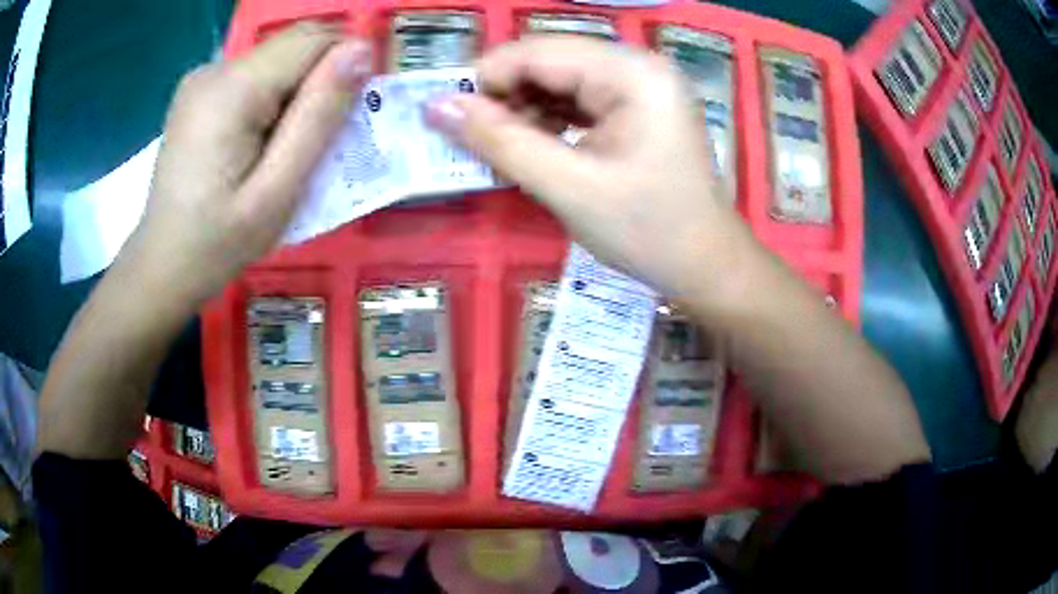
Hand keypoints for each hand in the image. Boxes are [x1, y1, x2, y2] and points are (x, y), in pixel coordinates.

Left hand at [122, 23, 370, 305]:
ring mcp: (203, 78)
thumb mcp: (277, 191)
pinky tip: (261, 141)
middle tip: (319, 141)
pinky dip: (274, 98)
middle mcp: (215, 68)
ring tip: (285, 149)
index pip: (313, 40)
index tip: (352, 114)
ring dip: (298, 92)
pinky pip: (256, 75)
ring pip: (278, 59)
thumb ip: (318, 117)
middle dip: (321, 80)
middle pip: (295, 46)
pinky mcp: (200, 91)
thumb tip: (361, 50)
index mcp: (231, 89)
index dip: (346, 65)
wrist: (162, 266)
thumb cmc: (218, 243)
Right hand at [425, 36, 757, 300]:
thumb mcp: (569, 187)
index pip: (538, 52)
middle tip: (476, 141)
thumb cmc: (648, 232)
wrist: (707, 266)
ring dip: (525, 110)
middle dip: (506, 96)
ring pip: (560, 79)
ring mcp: (642, 84)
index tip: (450, 118)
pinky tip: (535, 146)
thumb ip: (500, 141)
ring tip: (505, 150)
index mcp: (632, 73)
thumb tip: (437, 107)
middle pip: (550, 61)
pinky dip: (550, 120)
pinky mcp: (639, 106)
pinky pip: (580, 99)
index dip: (486, 78)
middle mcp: (639, 65)